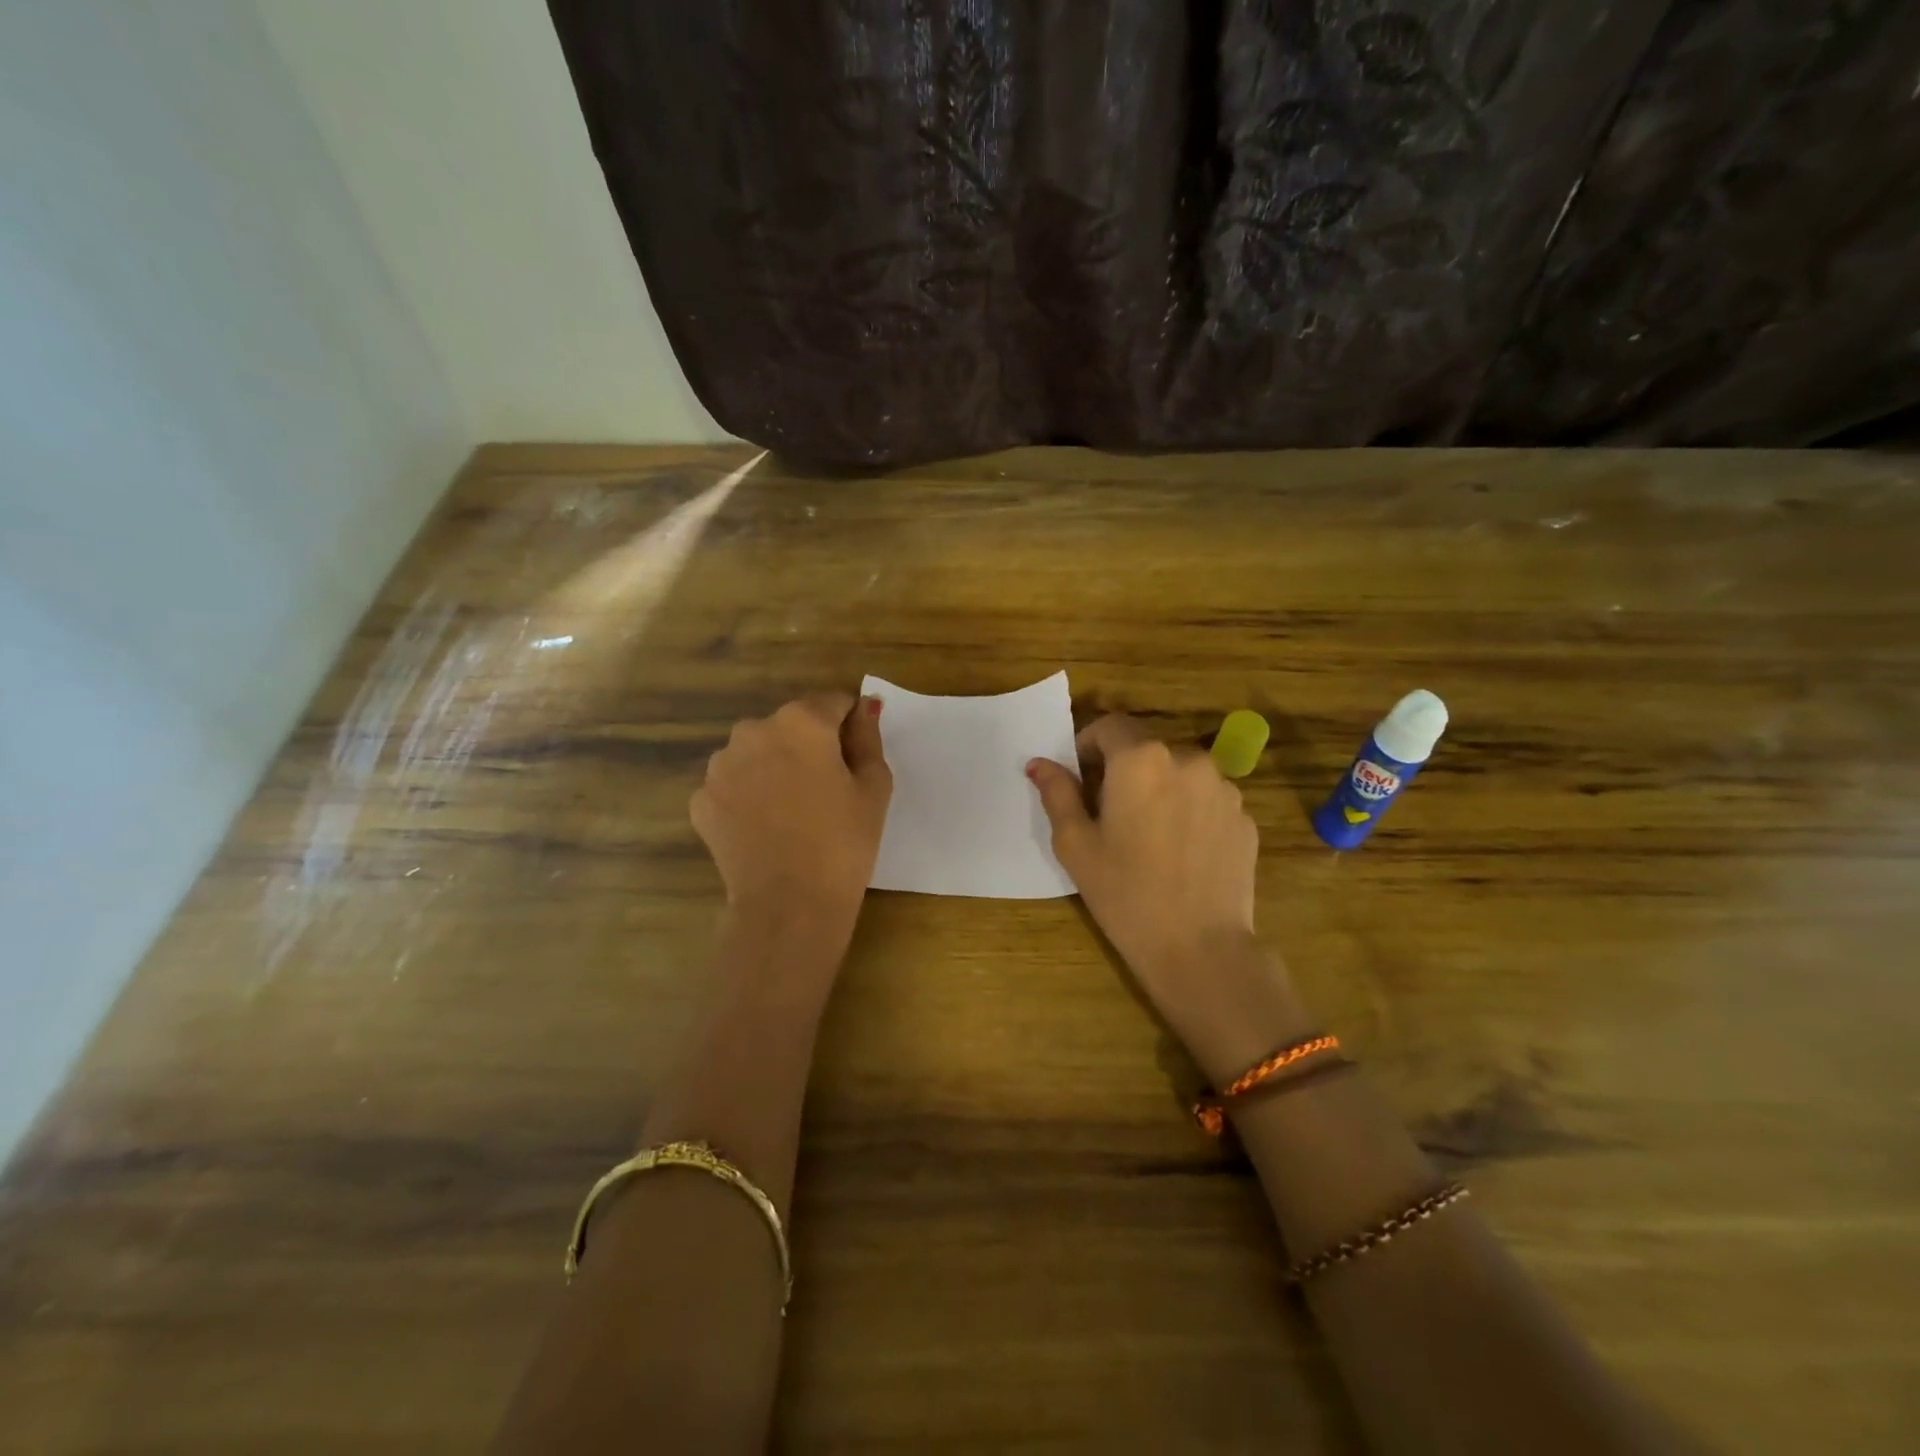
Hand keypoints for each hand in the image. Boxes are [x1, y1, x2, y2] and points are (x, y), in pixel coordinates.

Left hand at [692, 694, 891, 935]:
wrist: (788, 904)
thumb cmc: (843, 843)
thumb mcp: (874, 787)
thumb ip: (868, 738)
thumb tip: (865, 707)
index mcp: (801, 722)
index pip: (833, 703)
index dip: (849, 725)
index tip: (857, 757)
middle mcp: (753, 730)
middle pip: (790, 726)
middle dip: (808, 746)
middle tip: (827, 790)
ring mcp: (720, 766)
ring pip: (757, 753)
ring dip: (774, 767)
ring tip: (792, 811)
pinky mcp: (702, 799)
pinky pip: (733, 785)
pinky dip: (748, 797)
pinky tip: (765, 828)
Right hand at [1029, 717, 1302, 1077]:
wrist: (1201, 948)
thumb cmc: (1125, 894)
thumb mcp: (1076, 844)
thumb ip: (1057, 793)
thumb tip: (1039, 763)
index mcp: (1141, 760)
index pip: (1110, 726)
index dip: (1088, 745)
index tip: (1080, 779)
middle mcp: (1188, 759)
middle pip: (1146, 749)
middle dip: (1124, 770)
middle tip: (1109, 815)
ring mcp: (1224, 788)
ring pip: (1179, 773)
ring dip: (1160, 790)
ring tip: (1149, 838)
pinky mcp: (1245, 818)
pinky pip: (1207, 800)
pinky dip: (1189, 812)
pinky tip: (1180, 854)